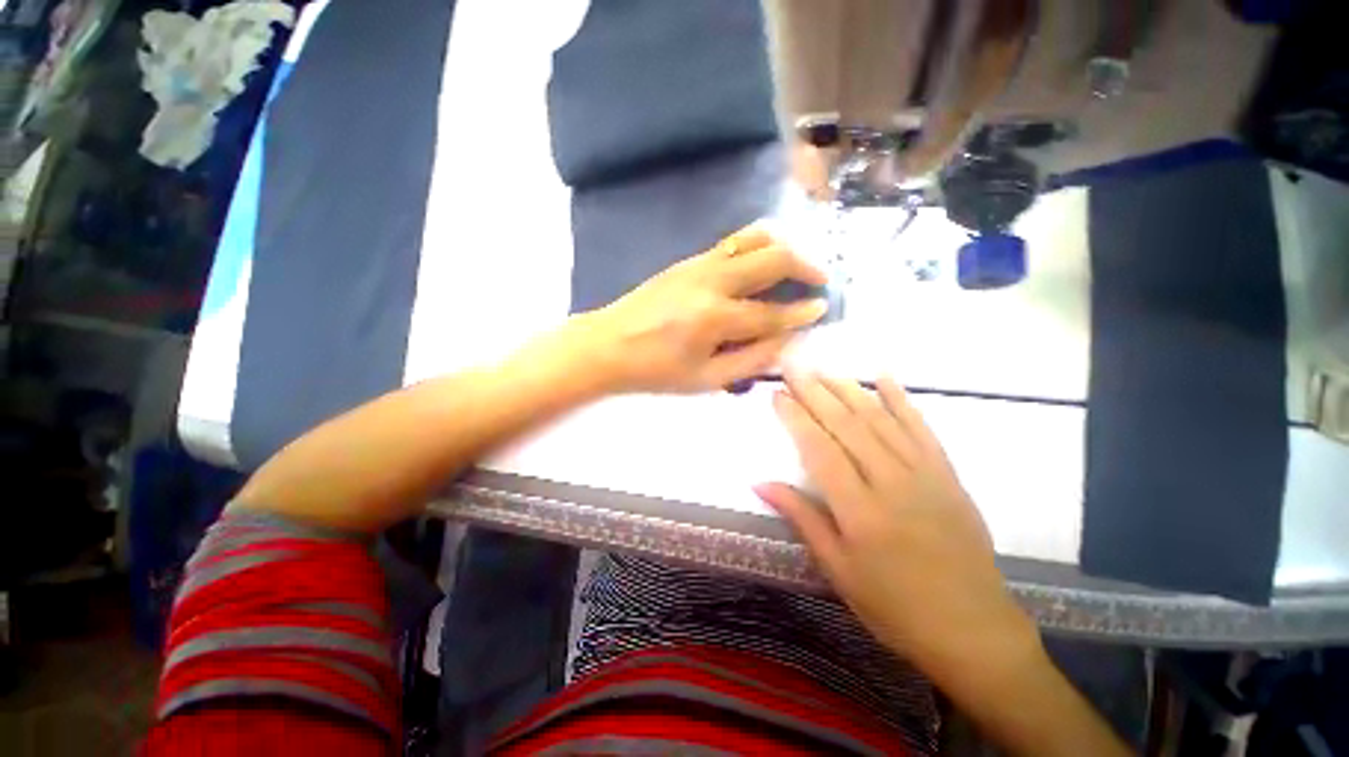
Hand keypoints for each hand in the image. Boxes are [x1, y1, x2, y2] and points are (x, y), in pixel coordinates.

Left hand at [584, 225, 827, 393]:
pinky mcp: (688, 260)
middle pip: (772, 259)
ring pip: (753, 238)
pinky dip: (757, 246)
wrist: (607, 345)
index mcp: (716, 317)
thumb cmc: (655, 370)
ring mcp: (699, 264)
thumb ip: (750, 359)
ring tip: (796, 266)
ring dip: (783, 248)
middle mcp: (713, 281)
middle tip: (820, 280)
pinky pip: (732, 242)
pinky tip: (762, 262)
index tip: (822, 308)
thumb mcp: (705, 380)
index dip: (802, 313)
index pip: (773, 313)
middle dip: (805, 266)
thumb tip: (784, 341)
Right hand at [755, 372, 1039, 681]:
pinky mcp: (947, 474)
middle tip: (793, 367)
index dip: (796, 418)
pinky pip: (921, 427)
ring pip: (880, 420)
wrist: (972, 628)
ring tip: (823, 369)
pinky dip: (901, 399)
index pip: (820, 450)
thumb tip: (760, 483)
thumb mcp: (838, 569)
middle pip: (847, 426)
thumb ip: (801, 518)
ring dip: (849, 390)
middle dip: (816, 392)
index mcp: (860, 511)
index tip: (777, 395)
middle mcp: (892, 483)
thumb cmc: (894, 606)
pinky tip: (883, 377)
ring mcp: (925, 474)